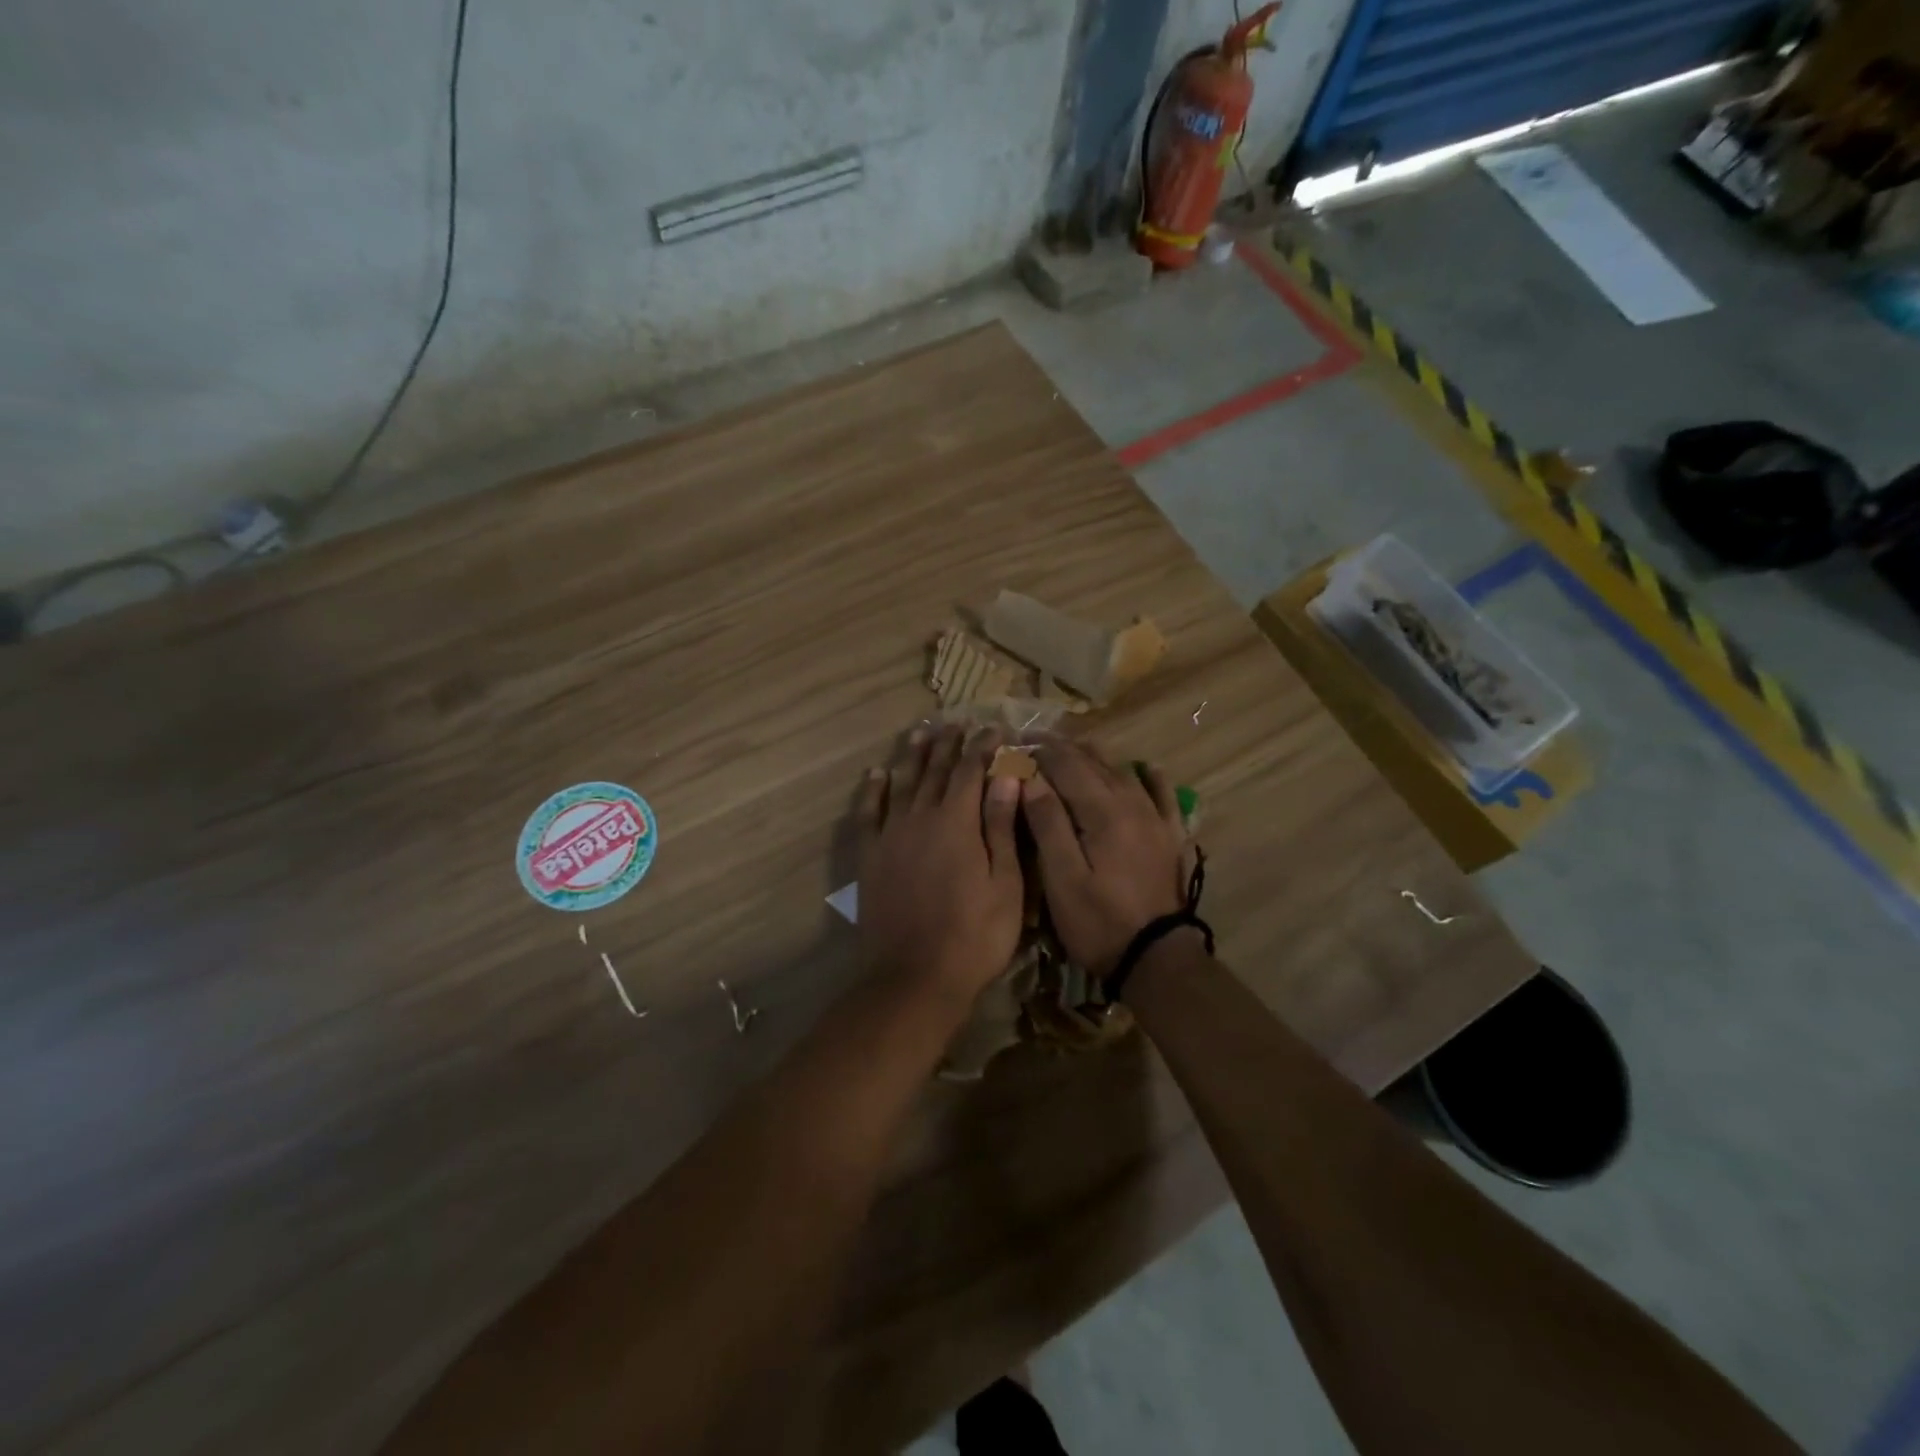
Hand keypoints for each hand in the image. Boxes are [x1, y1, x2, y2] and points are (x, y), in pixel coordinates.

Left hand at [855, 726, 1025, 1002]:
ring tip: (920, 731)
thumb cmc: (975, 935)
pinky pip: (868, 813)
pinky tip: (875, 774)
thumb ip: (1001, 826)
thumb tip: (1007, 775)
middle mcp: (920, 818)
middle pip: (935, 771)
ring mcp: (890, 836)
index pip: (971, 771)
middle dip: (948, 744)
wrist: (915, 976)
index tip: (993, 728)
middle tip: (956, 721)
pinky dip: (872, 791)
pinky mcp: (869, 857)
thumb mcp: (1005, 883)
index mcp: (957, 822)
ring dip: (912, 755)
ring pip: (902, 783)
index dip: (983, 747)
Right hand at [1021, 739, 1189, 974]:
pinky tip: (1143, 768)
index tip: (1015, 744)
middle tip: (1036, 744)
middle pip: (1095, 763)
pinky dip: (1149, 777)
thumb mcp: (1062, 877)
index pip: (1067, 766)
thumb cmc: (1099, 921)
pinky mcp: (1169, 836)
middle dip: (1063, 750)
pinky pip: (1162, 795)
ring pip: (1124, 773)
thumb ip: (1048, 823)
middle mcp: (1132, 804)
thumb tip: (1031, 777)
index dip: (1039, 752)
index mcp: (1102, 811)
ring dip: (1097, 757)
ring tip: (1075, 749)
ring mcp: (1155, 819)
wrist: (1156, 958)